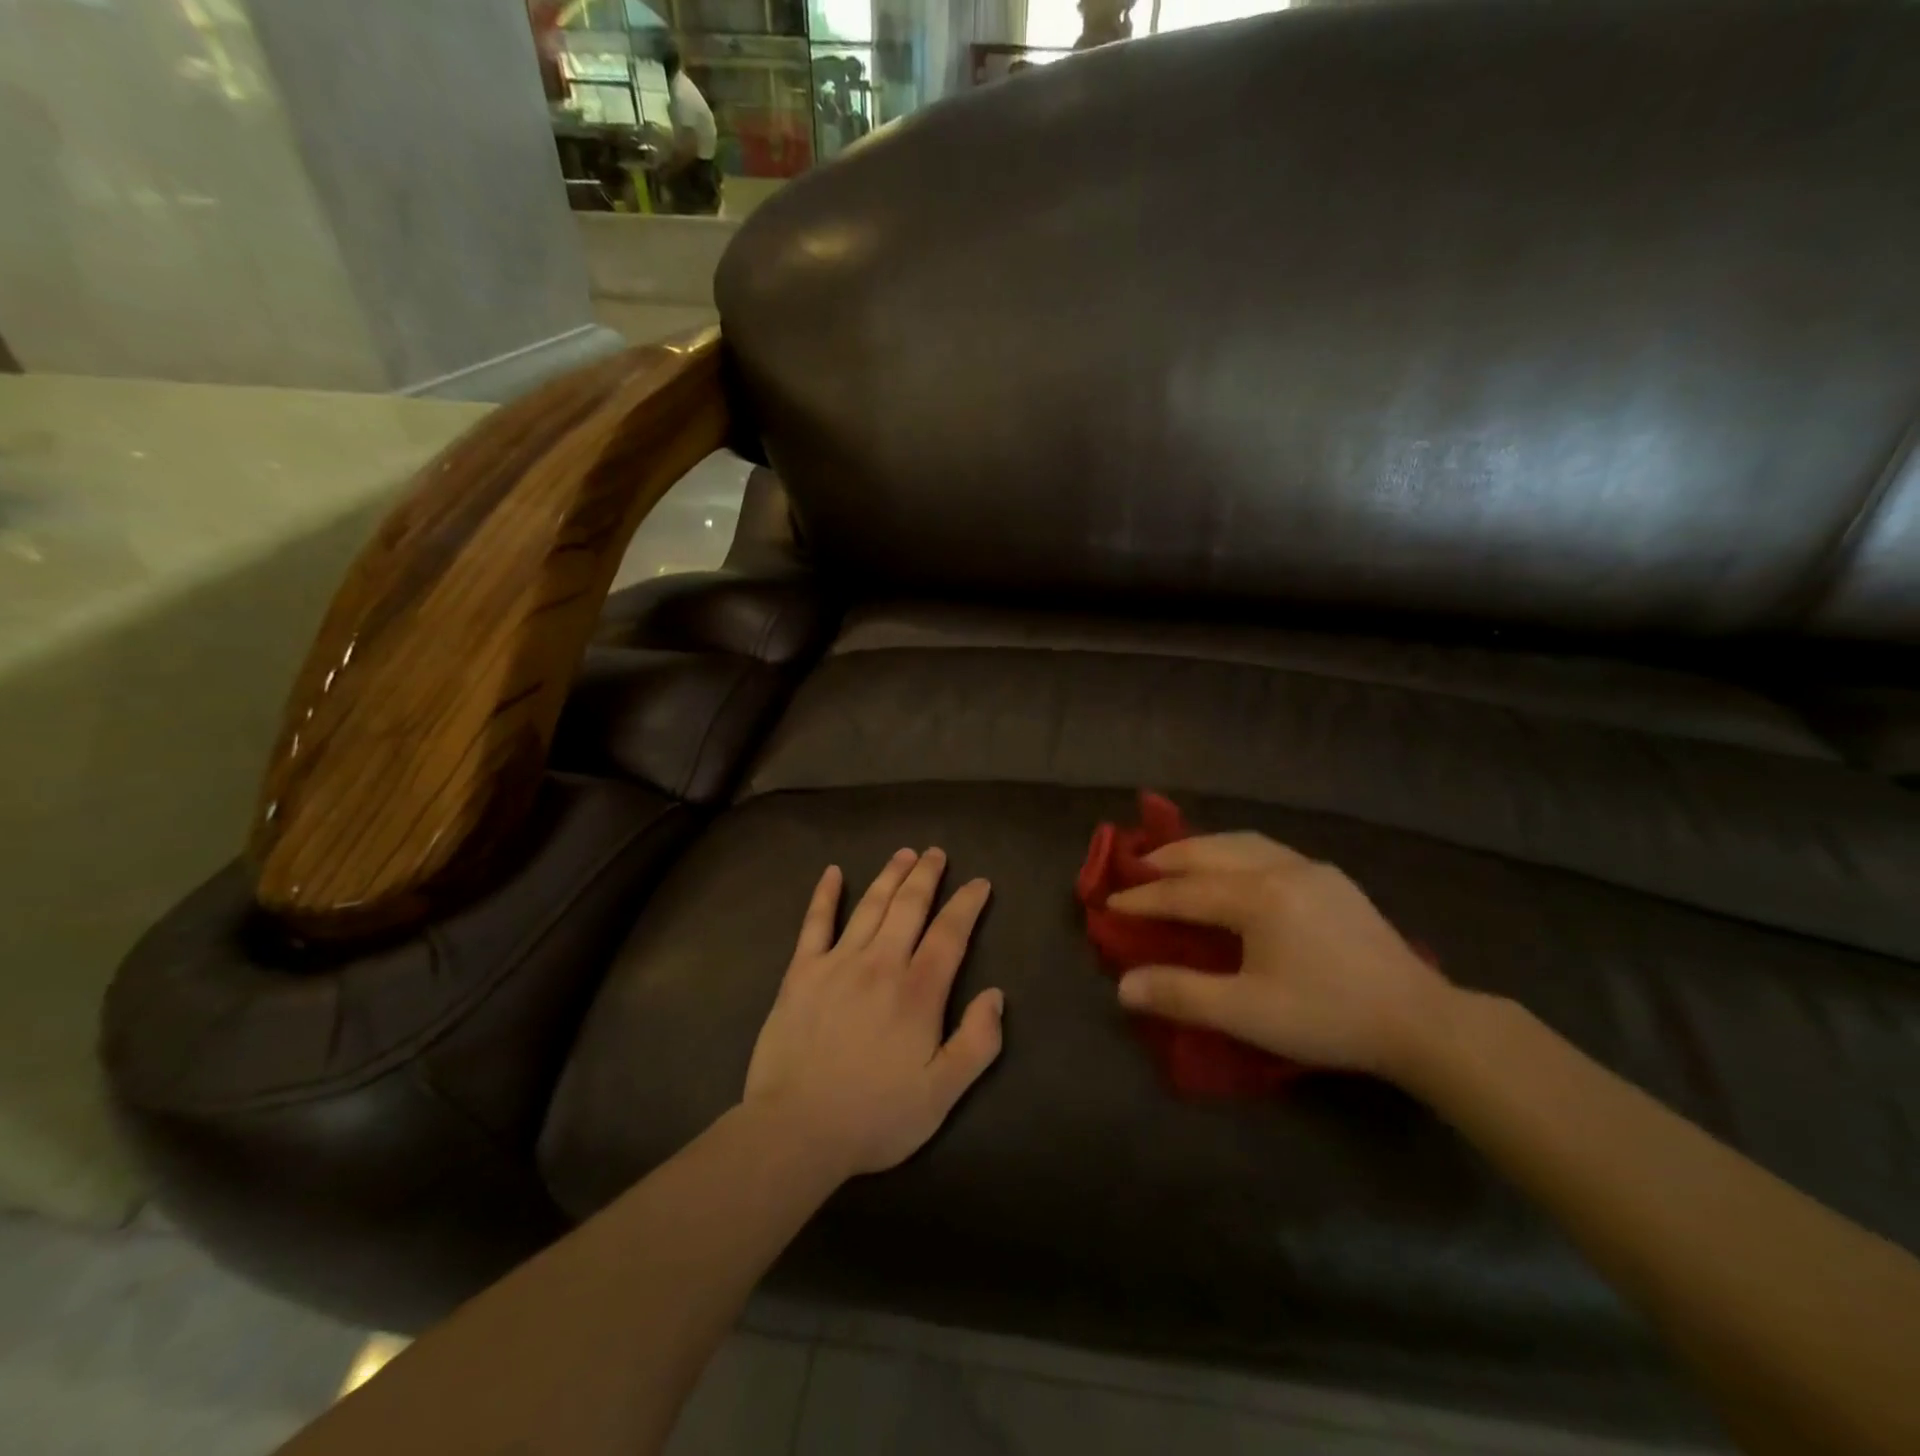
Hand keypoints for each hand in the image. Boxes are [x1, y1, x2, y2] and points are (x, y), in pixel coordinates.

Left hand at [743, 849, 1003, 1178]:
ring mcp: (837, 963)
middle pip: (909, 906)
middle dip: (927, 875)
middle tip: (937, 853)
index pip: (950, 933)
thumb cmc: (875, 1116)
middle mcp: (880, 964)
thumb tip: (995, 995)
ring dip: (890, 876)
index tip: (979, 883)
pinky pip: (814, 923)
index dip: (967, 904)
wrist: (796, 1130)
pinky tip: (833, 873)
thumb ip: (977, 1042)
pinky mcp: (801, 973)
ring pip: (870, 906)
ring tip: (904, 854)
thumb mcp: (943, 1094)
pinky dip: (825, 895)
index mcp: (918, 992)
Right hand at [1106, 833, 1455, 1079]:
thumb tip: (1123, 986)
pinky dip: (1234, 851)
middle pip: (1210, 851)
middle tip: (1136, 868)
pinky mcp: (1333, 879)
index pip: (1184, 891)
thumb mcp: (1247, 1012)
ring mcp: (1311, 868)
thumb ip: (1181, 994)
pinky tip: (1235, 869)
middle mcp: (1280, 868)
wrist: (1420, 1020)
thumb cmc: (1327, 1016)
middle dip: (1168, 858)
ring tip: (1177, 860)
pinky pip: (1268, 850)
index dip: (1143, 898)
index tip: (1109, 902)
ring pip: (1241, 842)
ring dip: (1202, 847)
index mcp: (1257, 896)